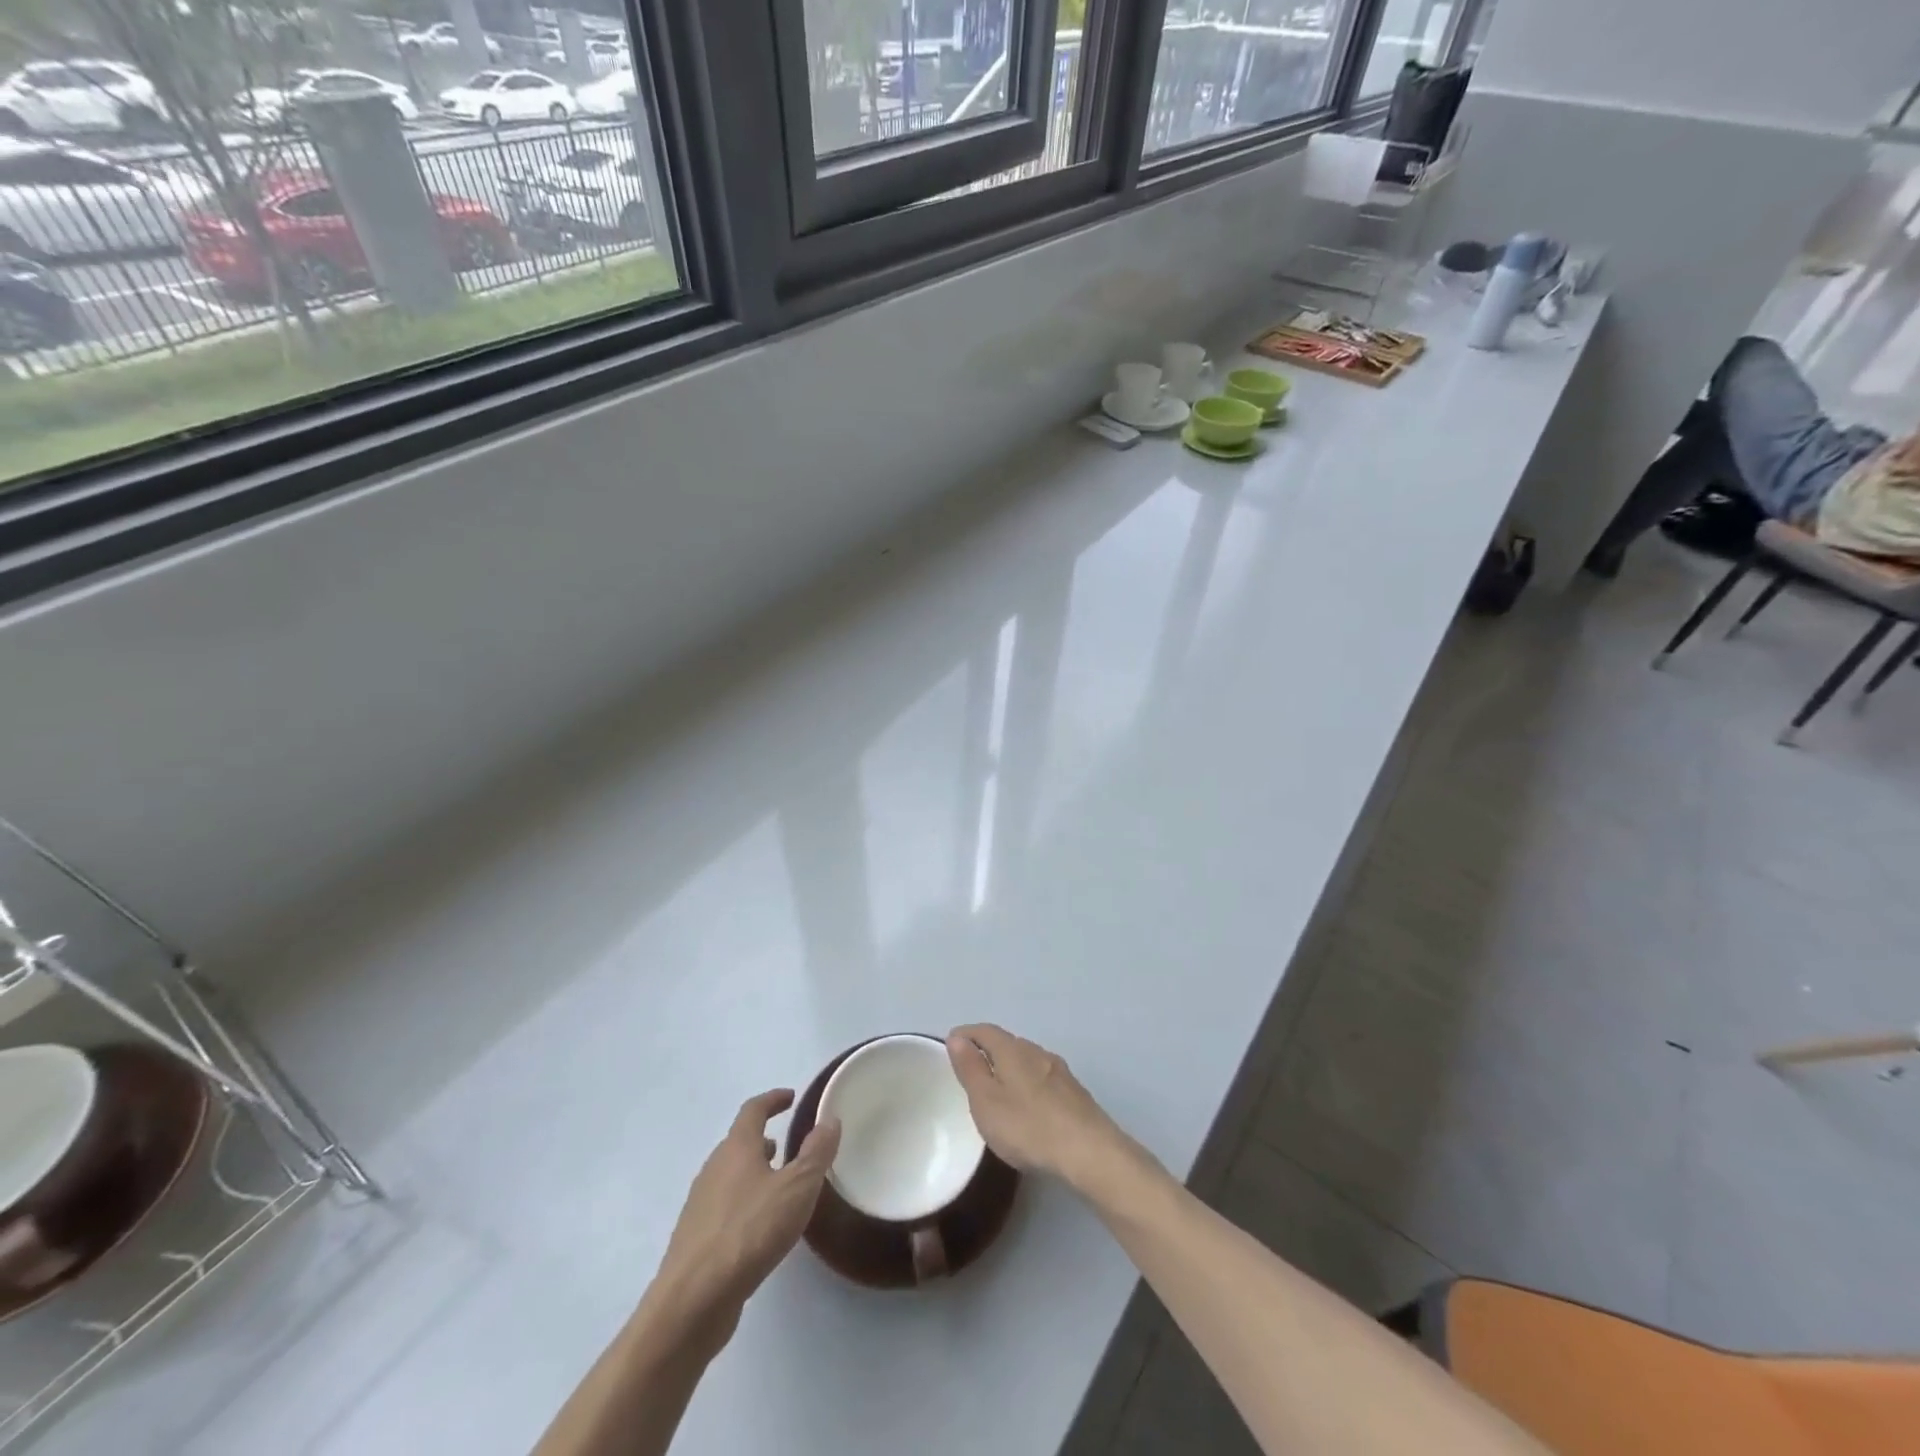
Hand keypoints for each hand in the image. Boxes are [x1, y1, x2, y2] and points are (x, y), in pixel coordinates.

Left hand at [650, 1090, 839, 1348]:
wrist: (692, 1301)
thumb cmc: (749, 1232)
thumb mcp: (797, 1188)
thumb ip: (816, 1153)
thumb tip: (829, 1120)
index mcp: (736, 1148)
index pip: (753, 1110)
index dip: (773, 1100)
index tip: (791, 1097)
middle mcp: (714, 1168)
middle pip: (738, 1143)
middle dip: (763, 1140)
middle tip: (788, 1145)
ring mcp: (700, 1204)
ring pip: (730, 1176)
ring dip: (753, 1172)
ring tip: (778, 1186)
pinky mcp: (695, 1239)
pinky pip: (724, 1206)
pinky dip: (743, 1202)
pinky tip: (759, 1228)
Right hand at [945, 1024, 1133, 1190]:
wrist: (1089, 1151)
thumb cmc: (1028, 1126)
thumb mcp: (986, 1101)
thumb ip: (970, 1068)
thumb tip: (957, 1037)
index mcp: (1012, 1050)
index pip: (985, 1030)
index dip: (966, 1034)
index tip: (951, 1043)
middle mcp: (1037, 1051)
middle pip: (1007, 1042)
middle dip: (988, 1050)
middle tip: (971, 1069)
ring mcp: (1060, 1071)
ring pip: (1027, 1060)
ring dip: (1009, 1068)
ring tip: (997, 1090)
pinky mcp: (1074, 1092)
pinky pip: (1042, 1078)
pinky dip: (1027, 1083)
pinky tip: (1027, 1106)